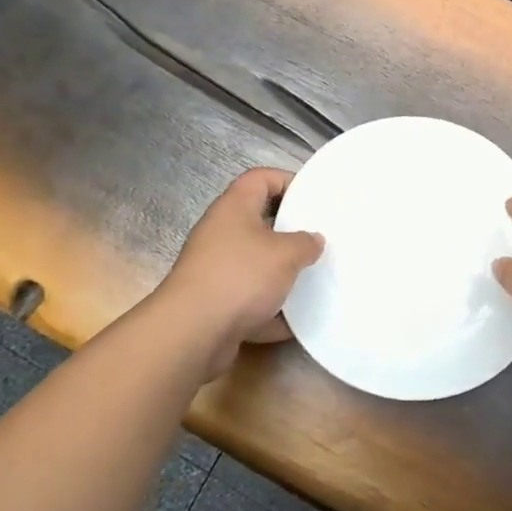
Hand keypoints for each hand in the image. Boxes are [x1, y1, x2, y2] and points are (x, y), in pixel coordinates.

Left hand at [156, 168, 322, 376]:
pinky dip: (271, 307)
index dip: (287, 180)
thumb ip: (305, 243)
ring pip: (256, 262)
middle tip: (319, 238)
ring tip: (313, 276)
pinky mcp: (216, 301)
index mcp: (234, 208)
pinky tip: (295, 319)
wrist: (192, 332)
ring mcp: (216, 268)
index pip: (260, 178)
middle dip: (290, 230)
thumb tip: (313, 240)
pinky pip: (250, 297)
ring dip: (282, 271)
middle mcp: (221, 232)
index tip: (313, 198)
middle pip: (259, 220)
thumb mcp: (285, 254)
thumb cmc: (240, 277)